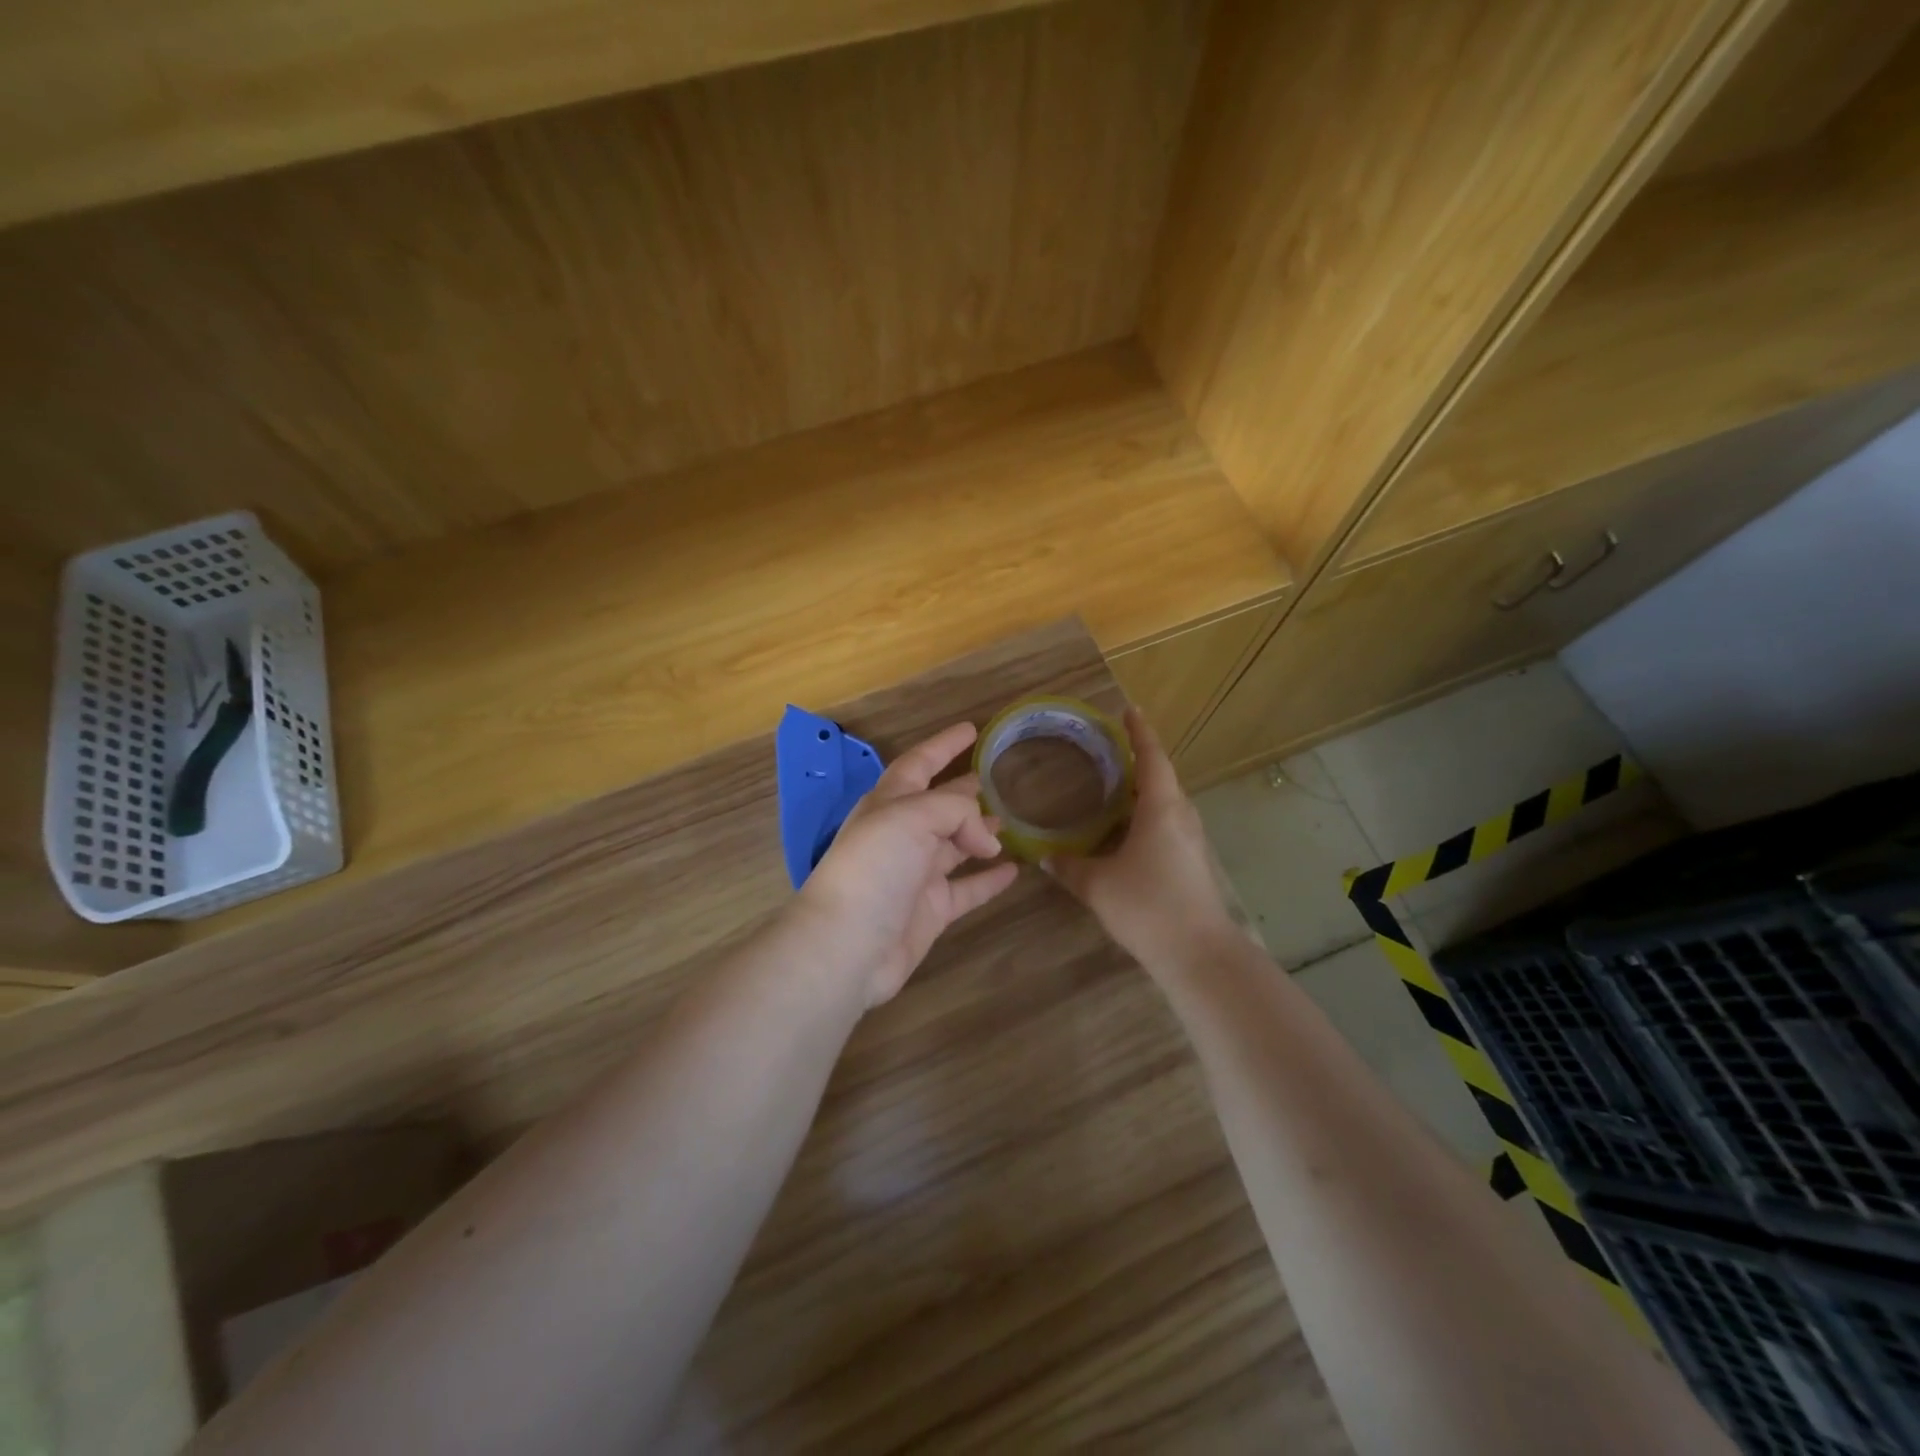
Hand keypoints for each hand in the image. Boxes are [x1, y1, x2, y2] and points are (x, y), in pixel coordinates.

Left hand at [793, 722, 1019, 1006]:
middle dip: (964, 791)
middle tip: (996, 779)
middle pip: (939, 805)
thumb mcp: (911, 817)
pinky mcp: (931, 910)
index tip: (972, 729)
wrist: (847, 945)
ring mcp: (916, 874)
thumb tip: (987, 840)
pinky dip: (989, 879)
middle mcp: (902, 835)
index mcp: (889, 803)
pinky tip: (1015, 870)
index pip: (919, 763)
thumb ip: (956, 811)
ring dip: (980, 833)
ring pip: (955, 845)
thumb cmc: (874, 868)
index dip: (944, 745)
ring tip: (1010, 822)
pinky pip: (967, 888)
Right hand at [1046, 706, 1242, 978]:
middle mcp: (1182, 816)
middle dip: (1139, 761)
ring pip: (1167, 804)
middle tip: (1109, 752)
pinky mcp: (1193, 863)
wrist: (1199, 954)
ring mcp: (1192, 841)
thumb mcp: (1097, 885)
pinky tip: (1127, 833)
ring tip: (1115, 788)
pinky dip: (1148, 817)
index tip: (1129, 711)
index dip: (1139, 733)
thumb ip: (1069, 866)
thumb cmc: (1148, 906)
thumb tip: (1045, 856)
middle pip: (1162, 778)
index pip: (1152, 757)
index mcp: (1162, 808)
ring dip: (1144, 792)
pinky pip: (1169, 826)